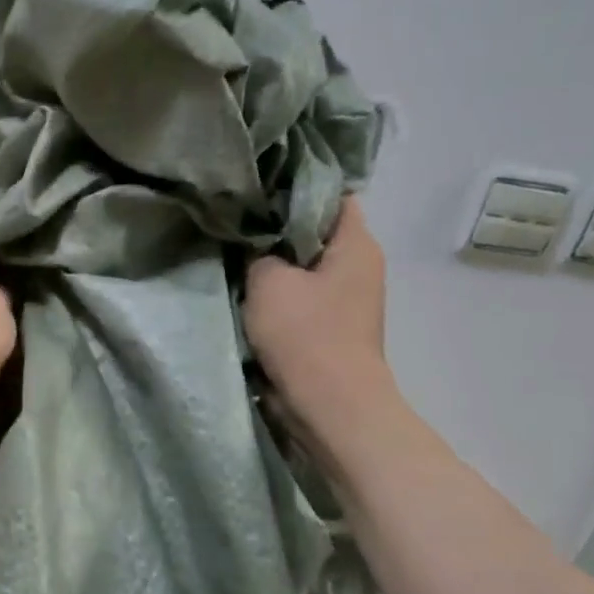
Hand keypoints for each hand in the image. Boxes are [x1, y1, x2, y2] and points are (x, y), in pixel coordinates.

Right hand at [244, 197, 390, 414]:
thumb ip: (258, 253)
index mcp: (357, 244)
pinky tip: (245, 291)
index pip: (331, 196)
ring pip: (303, 268)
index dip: (295, 188)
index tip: (258, 189)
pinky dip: (276, 295)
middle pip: (314, 233)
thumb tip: (257, 250)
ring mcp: (346, 300)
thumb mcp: (269, 281)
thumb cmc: (305, 334)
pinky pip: (300, 299)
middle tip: (237, 221)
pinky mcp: (330, 328)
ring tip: (234, 255)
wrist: (328, 405)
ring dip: (273, 266)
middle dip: (277, 228)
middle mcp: (359, 267)